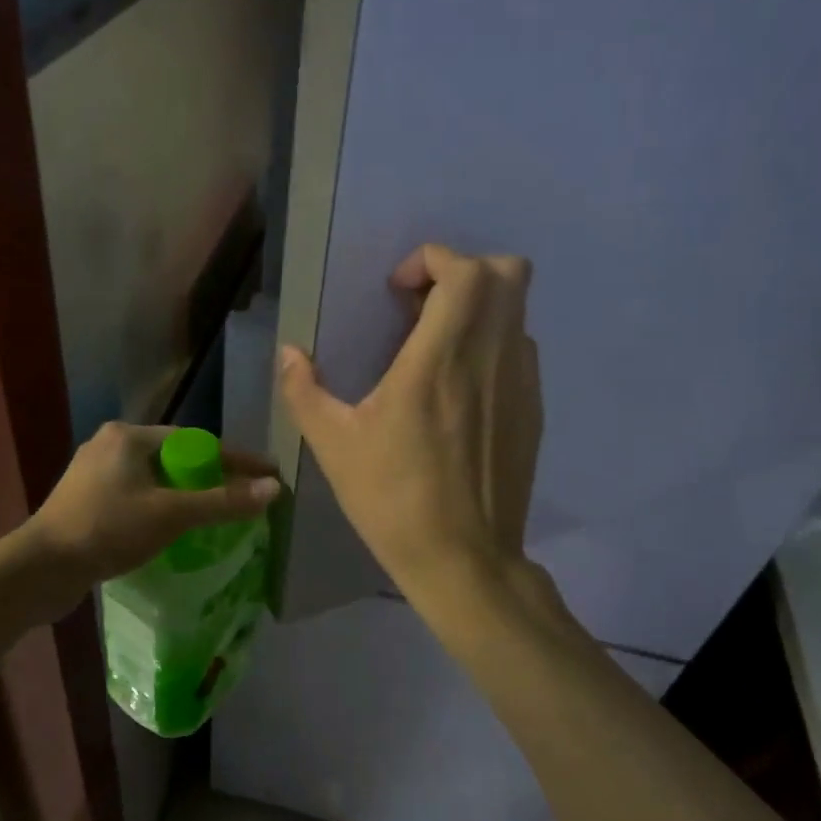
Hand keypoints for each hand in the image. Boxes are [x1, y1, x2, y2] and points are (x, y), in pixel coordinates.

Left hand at [24, 422, 279, 603]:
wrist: (40, 569)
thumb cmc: (108, 530)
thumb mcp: (172, 514)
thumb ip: (222, 501)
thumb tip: (273, 488)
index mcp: (129, 436)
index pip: (196, 441)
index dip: (235, 459)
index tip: (267, 473)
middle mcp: (110, 444)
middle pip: (175, 458)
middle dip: (210, 476)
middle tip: (242, 496)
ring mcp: (93, 473)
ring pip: (155, 479)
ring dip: (185, 494)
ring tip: (215, 513)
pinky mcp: (85, 500)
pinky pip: (136, 495)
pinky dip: (161, 506)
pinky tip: (173, 528)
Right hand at [278, 244, 541, 596]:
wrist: (464, 559)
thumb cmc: (393, 499)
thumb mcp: (334, 446)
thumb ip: (304, 391)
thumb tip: (288, 353)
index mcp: (440, 358)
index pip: (465, 271)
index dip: (432, 260)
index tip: (398, 292)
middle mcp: (491, 357)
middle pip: (509, 273)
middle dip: (463, 272)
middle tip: (421, 308)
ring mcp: (521, 384)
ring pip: (517, 312)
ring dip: (479, 309)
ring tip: (436, 349)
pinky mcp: (532, 411)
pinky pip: (520, 351)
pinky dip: (493, 345)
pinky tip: (459, 391)